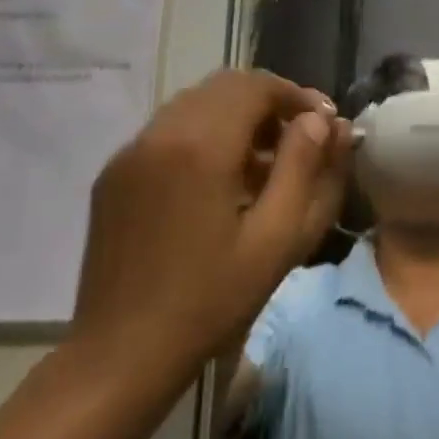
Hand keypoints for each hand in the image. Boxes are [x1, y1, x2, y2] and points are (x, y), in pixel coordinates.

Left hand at [67, 70, 353, 394]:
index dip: (296, 95)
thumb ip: (305, 167)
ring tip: (266, 162)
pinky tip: (222, 180)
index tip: (324, 124)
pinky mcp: (114, 175)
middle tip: (301, 139)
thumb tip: (320, 120)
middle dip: (269, 102)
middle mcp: (159, 134)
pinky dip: (205, 134)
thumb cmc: (212, 299)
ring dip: (237, 116)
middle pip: (224, 86)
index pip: (256, 86)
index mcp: (200, 147)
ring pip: (194, 104)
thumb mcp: (279, 237)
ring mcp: (129, 153)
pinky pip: (168, 131)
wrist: (122, 352)